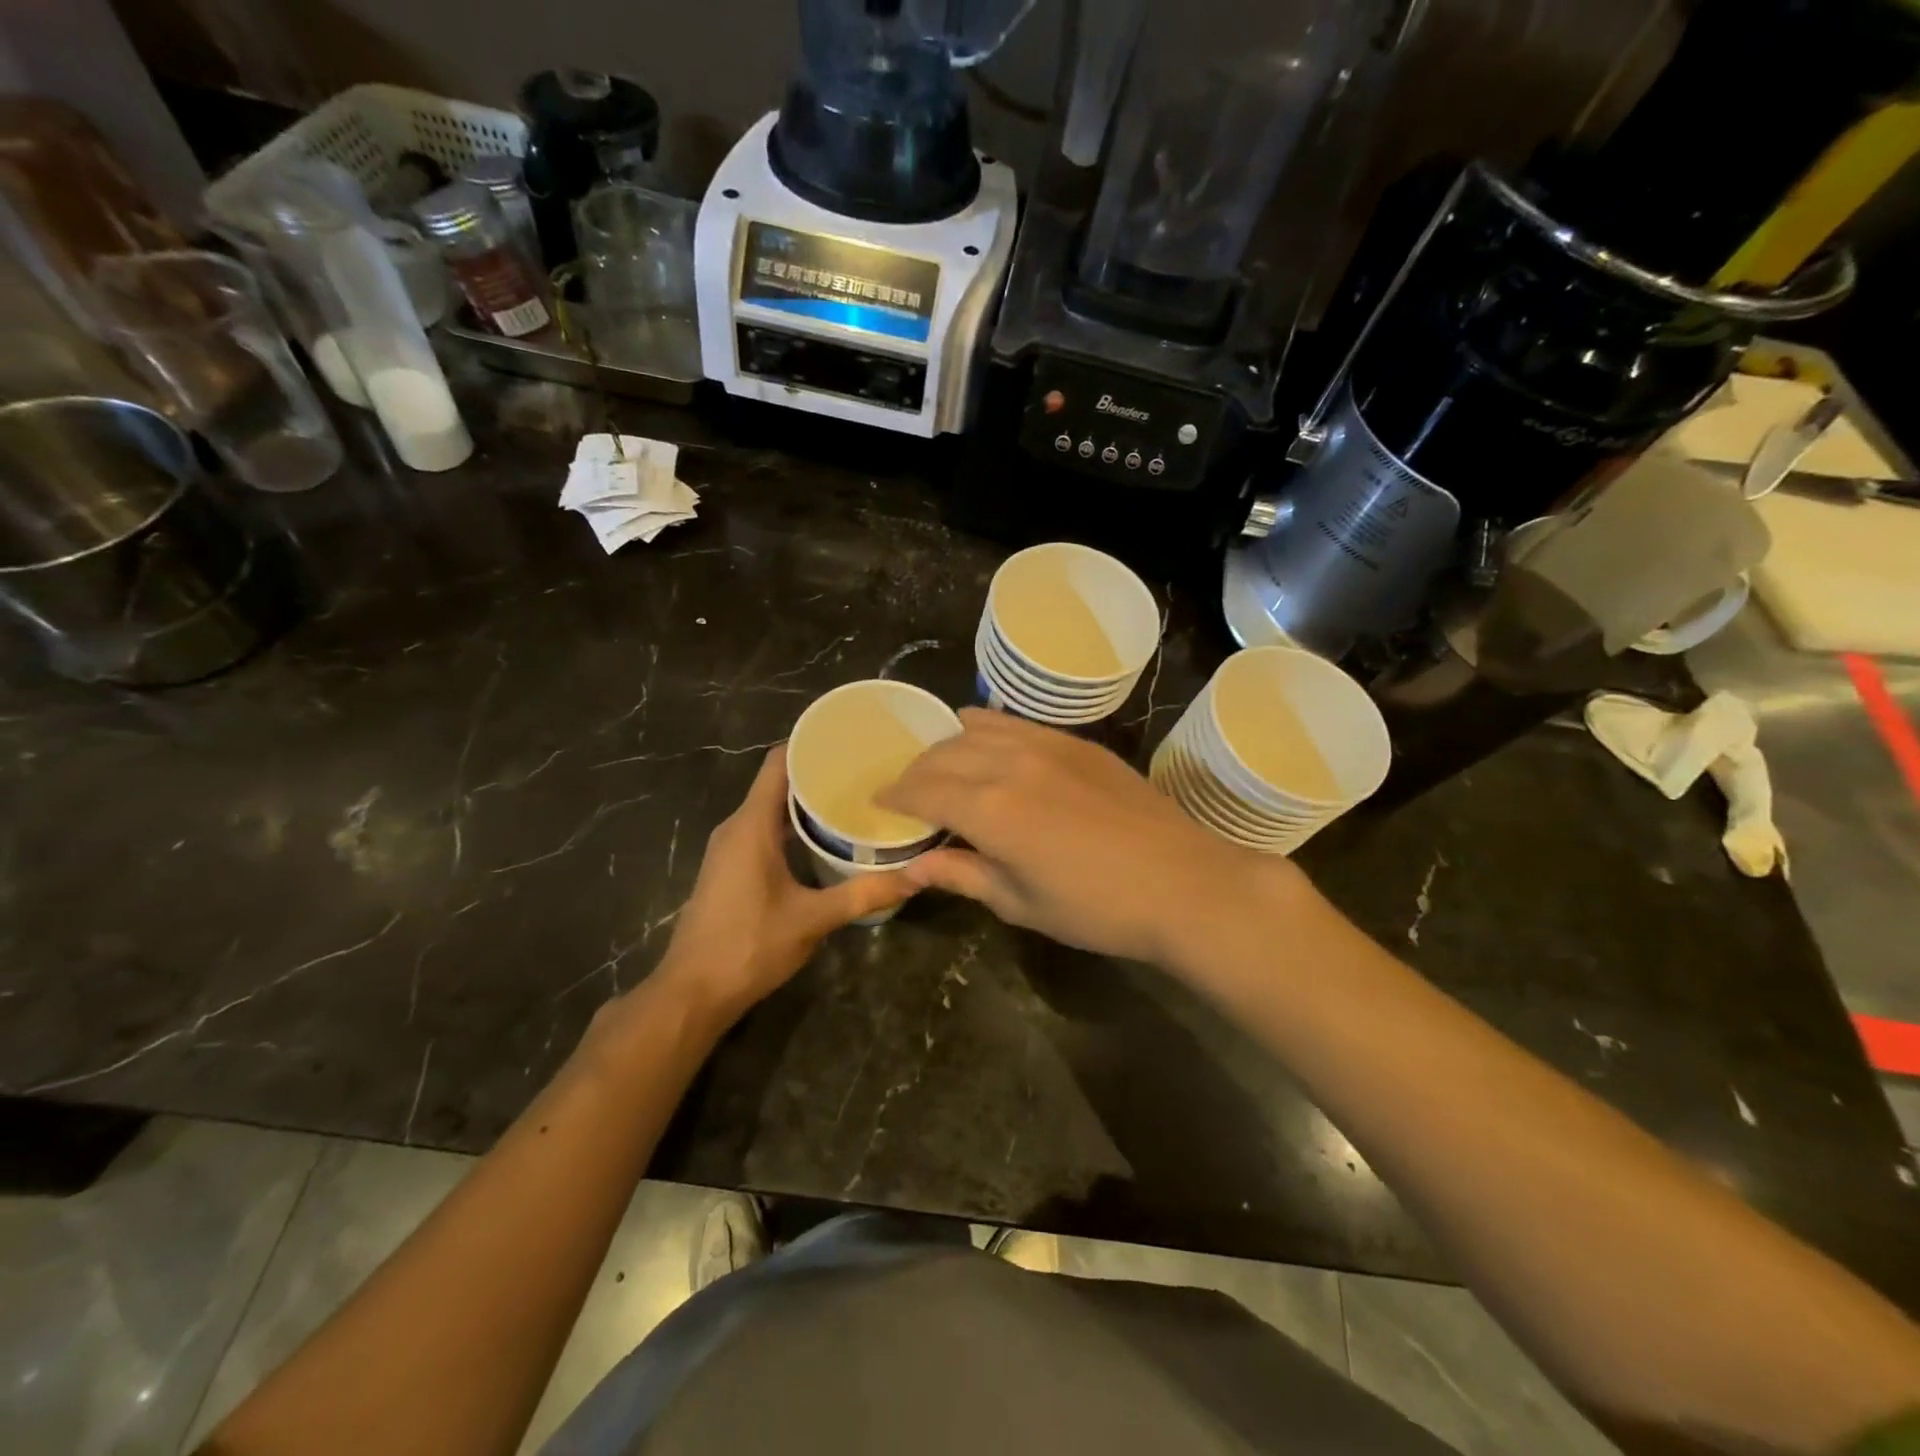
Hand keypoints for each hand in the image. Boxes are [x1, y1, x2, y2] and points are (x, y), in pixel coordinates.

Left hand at [655, 745, 918, 1020]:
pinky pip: (765, 830)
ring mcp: (730, 848)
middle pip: (777, 782)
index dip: (810, 744)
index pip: (778, 762)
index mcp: (751, 825)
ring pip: (771, 808)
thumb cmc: (749, 946)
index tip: (850, 738)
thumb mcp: (813, 919)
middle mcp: (737, 827)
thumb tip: (917, 876)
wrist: (692, 993)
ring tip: (855, 798)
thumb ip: (865, 894)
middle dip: (819, 772)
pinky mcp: (731, 868)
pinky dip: (794, 825)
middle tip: (867, 770)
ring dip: (807, 802)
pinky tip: (826, 838)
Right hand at [883, 709, 1292, 965]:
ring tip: (941, 767)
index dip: (894, 795)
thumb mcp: (1021, 903)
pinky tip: (985, 740)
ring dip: (948, 745)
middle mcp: (1010, 763)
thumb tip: (913, 867)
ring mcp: (1047, 745)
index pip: (922, 789)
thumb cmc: (1098, 908)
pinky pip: (1016, 723)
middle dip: (916, 771)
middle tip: (906, 792)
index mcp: (990, 809)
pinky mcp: (1077, 742)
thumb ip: (963, 875)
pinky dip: (987, 728)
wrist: (1185, 883)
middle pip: (944, 753)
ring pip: (977, 728)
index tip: (878, 802)